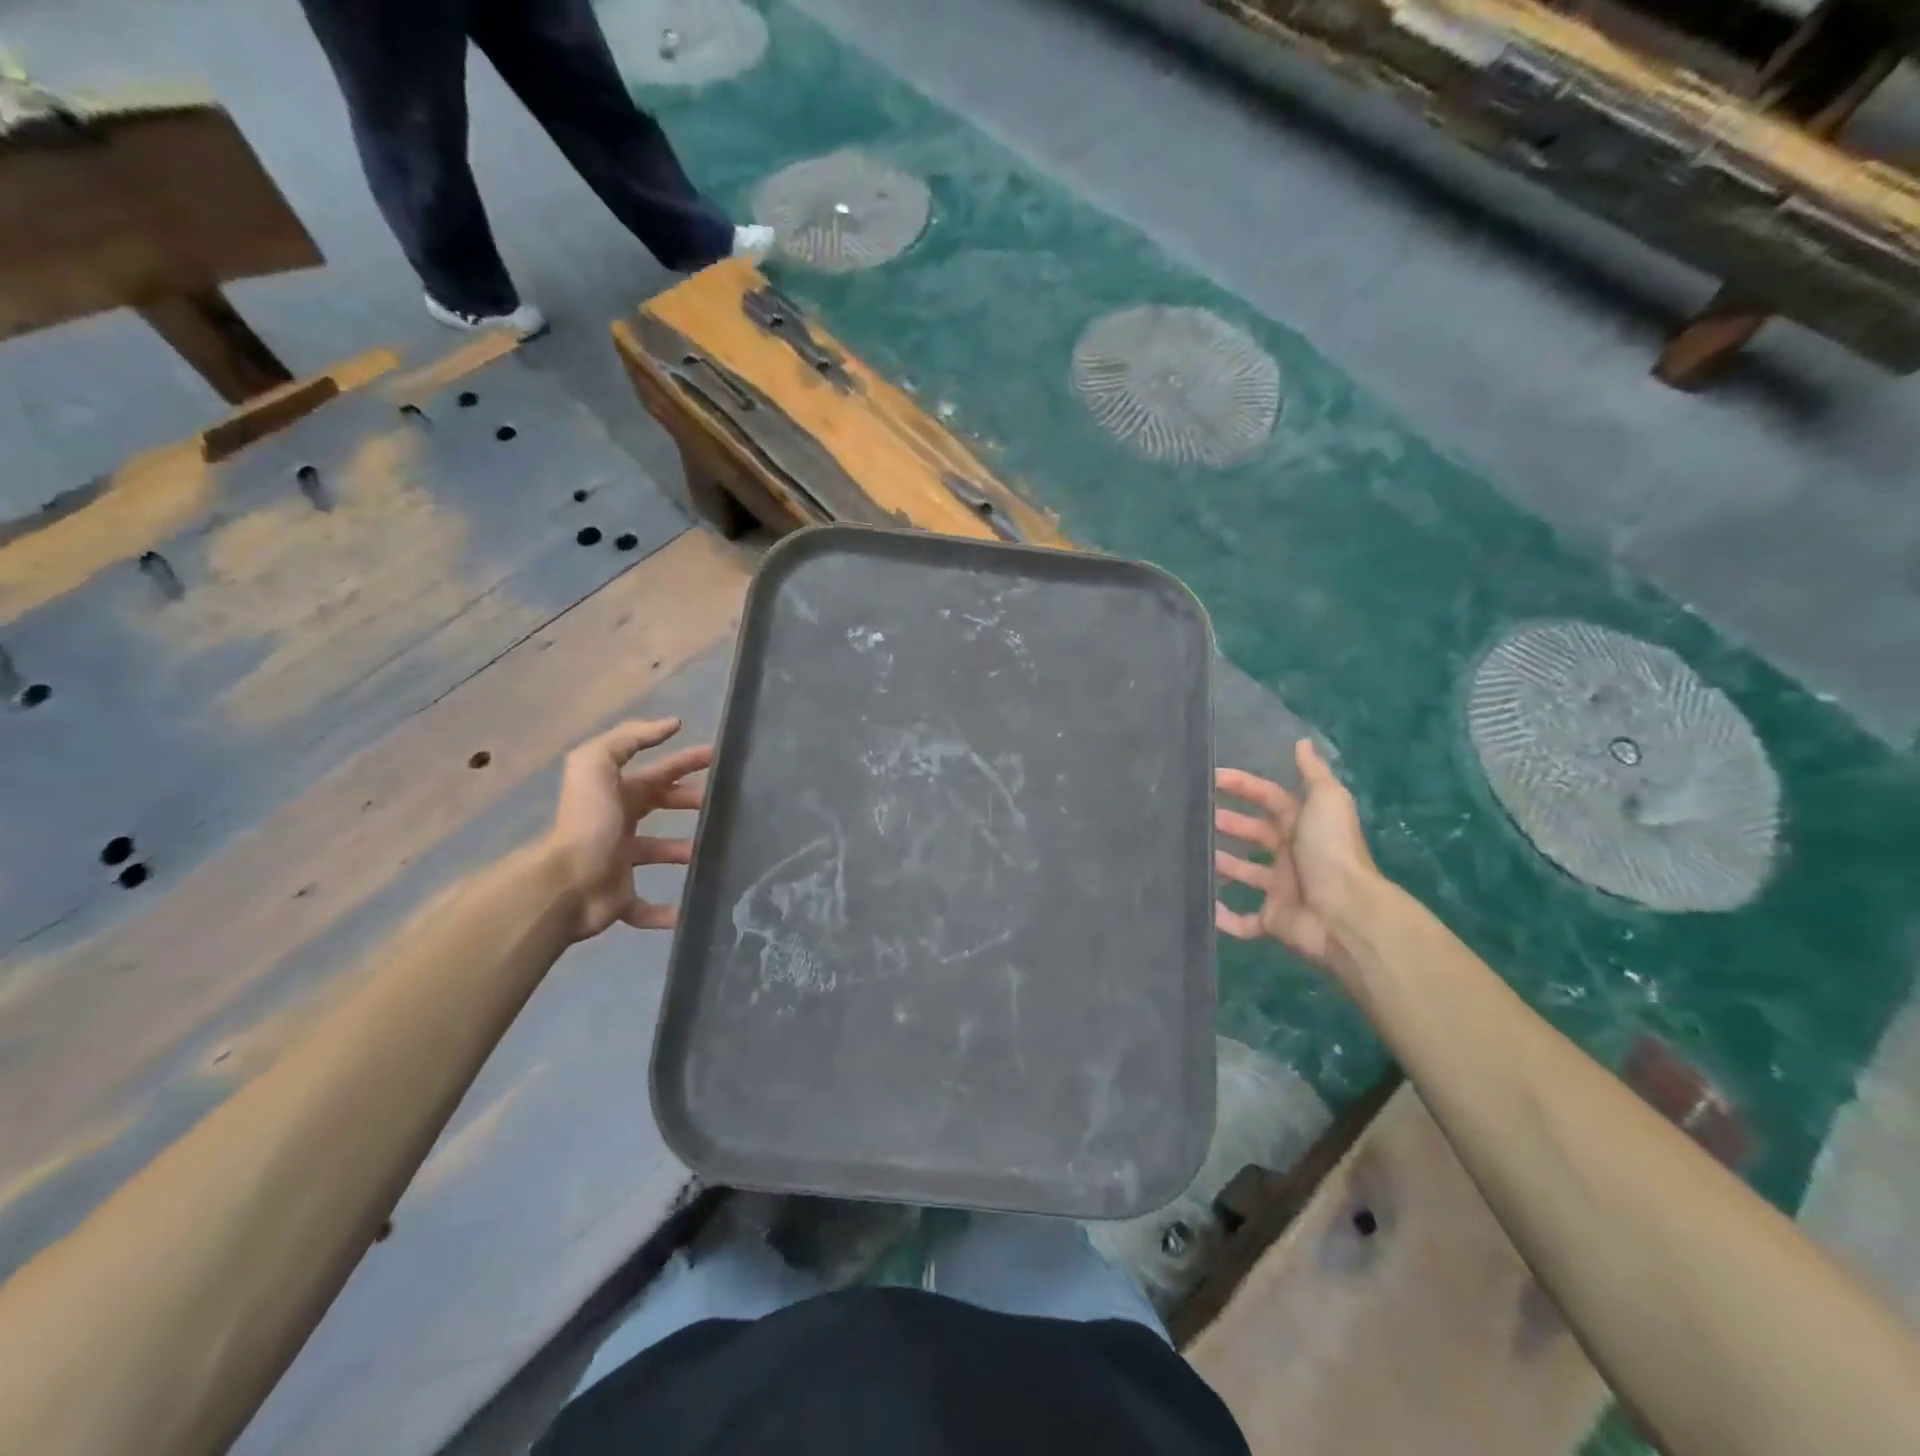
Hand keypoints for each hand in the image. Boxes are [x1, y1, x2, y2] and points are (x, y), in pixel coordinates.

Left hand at [546, 718, 711, 940]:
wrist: (564, 884)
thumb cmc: (587, 822)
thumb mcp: (597, 765)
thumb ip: (629, 738)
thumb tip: (671, 724)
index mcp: (616, 794)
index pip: (658, 772)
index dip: (686, 761)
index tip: (719, 758)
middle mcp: (617, 825)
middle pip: (660, 807)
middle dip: (690, 802)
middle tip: (725, 805)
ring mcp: (618, 863)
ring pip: (659, 853)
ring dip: (685, 852)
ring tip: (716, 852)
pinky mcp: (619, 900)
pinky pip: (646, 907)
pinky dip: (667, 911)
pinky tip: (689, 909)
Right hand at [1214, 740, 1376, 974]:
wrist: (1345, 913)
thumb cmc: (1331, 850)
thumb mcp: (1327, 800)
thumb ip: (1313, 772)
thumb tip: (1302, 742)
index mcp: (1303, 826)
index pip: (1269, 798)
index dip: (1243, 786)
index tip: (1211, 778)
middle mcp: (1292, 855)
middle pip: (1254, 834)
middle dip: (1228, 823)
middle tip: (1195, 816)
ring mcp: (1281, 890)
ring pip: (1245, 873)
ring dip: (1221, 864)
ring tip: (1191, 854)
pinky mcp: (1273, 921)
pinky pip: (1243, 922)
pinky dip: (1223, 917)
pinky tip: (1202, 905)